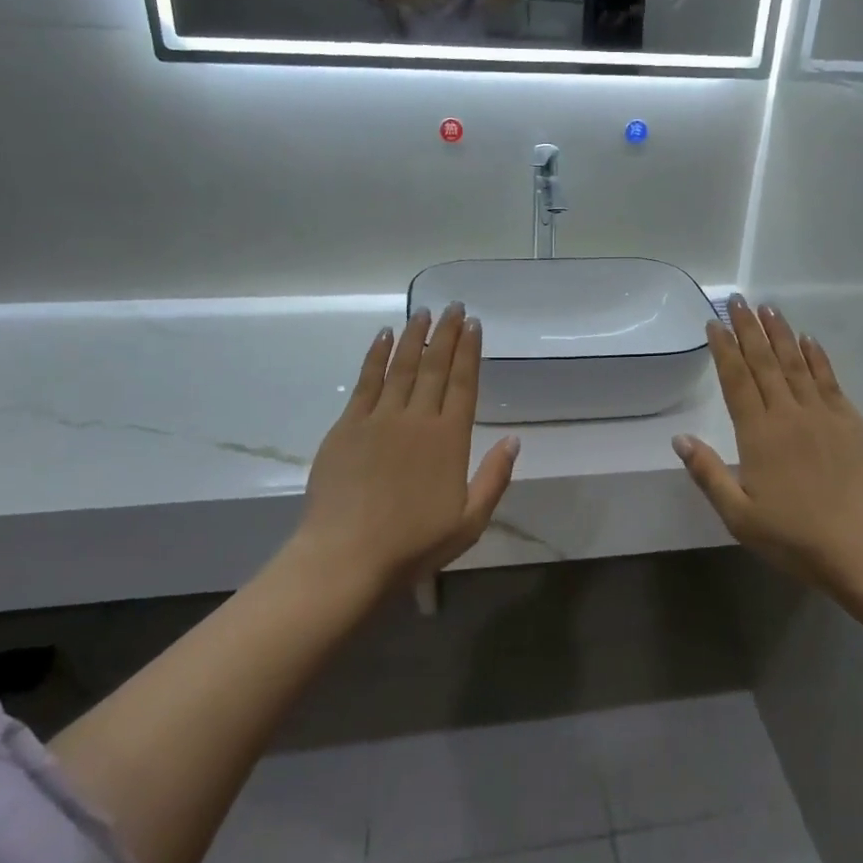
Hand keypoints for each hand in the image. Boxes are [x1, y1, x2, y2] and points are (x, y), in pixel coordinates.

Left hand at [296, 305, 519, 593]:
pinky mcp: (347, 426)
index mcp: (449, 439)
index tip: (474, 324)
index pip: (464, 383)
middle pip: (435, 367)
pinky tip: (383, 336)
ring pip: (401, 366)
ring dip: (414, 336)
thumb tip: (515, 439)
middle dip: (446, 333)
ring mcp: (379, 419)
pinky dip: (376, 355)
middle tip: (453, 306)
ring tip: (424, 312)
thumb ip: (494, 478)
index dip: (470, 351)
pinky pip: (365, 381)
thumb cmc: (414, 544)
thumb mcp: (470, 521)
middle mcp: (417, 419)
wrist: (347, 556)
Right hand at [673, 298, 862, 598]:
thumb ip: (709, 474)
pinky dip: (817, 357)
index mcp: (759, 434)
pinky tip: (809, 340)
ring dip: (781, 334)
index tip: (713, 323)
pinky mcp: (853, 422)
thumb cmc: (798, 538)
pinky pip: (830, 379)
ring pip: (797, 363)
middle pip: (765, 362)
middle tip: (737, 300)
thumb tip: (680, 438)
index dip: (724, 349)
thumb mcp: (740, 517)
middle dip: (748, 329)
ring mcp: (825, 414)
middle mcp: (790, 414)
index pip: (736, 380)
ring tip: (768, 308)